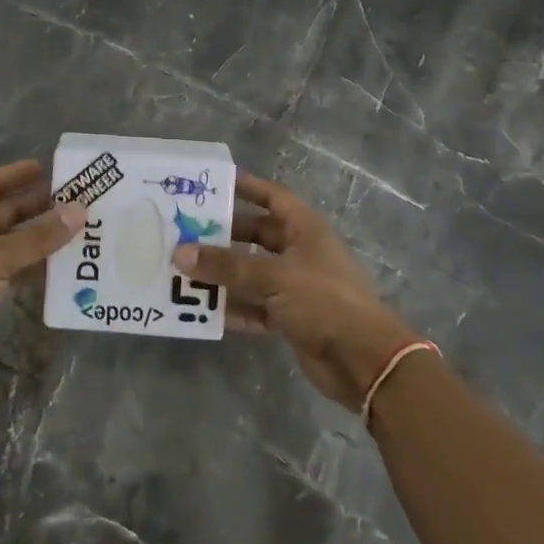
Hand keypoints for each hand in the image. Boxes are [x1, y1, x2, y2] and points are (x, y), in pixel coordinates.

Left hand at [0, 160, 85, 389]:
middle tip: (80, 200)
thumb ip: (38, 237)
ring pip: (16, 240)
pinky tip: (66, 264)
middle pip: (8, 210)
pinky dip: (38, 264)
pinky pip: (17, 266)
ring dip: (43, 236)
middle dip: (40, 205)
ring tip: (82, 229)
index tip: (51, 169)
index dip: (17, 174)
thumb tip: (80, 211)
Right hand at [175, 175, 412, 411]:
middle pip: (256, 235)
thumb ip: (226, 266)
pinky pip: (255, 306)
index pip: (272, 197)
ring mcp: (296, 286)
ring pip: (251, 273)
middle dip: (223, 236)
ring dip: (223, 275)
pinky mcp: (291, 317)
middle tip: (184, 233)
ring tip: (184, 272)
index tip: (212, 183)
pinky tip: (203, 310)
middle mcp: (300, 252)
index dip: (246, 187)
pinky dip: (234, 307)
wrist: (363, 360)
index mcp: (304, 229)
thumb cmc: (323, 301)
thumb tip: (180, 253)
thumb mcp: (272, 277)